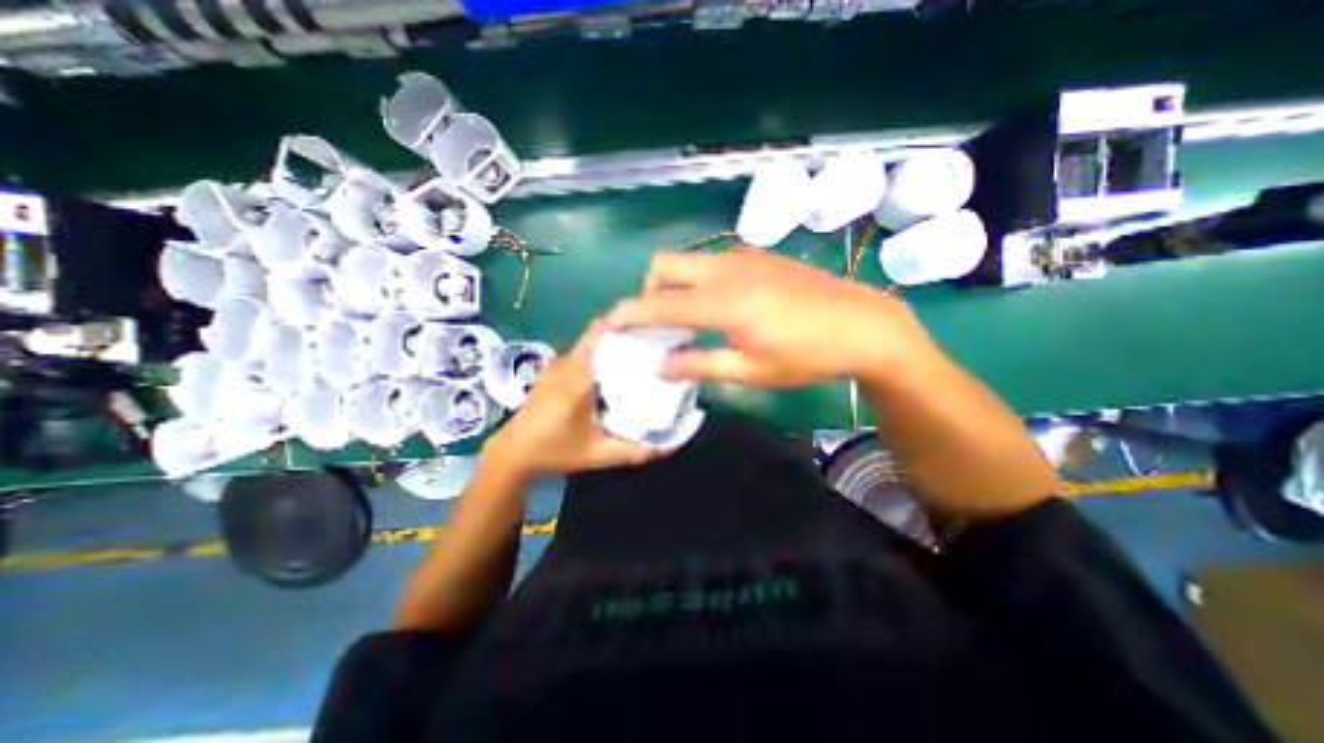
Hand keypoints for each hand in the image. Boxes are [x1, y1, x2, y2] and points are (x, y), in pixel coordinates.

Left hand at [483, 319, 660, 475]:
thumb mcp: (600, 454)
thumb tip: (672, 444)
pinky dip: (600, 356)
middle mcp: (568, 362)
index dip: (629, 327)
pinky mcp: (553, 368)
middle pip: (601, 334)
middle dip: (626, 336)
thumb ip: (636, 450)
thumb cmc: (556, 451)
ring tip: (638, 359)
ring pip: (592, 344)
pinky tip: (613, 373)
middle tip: (654, 347)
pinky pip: (583, 353)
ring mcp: (558, 363)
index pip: (605, 335)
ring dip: (613, 347)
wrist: (514, 452)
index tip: (654, 331)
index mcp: (579, 376)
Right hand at [606, 249, 928, 387]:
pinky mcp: (759, 257)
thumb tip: (662, 365)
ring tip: (688, 316)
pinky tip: (720, 305)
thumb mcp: (751, 370)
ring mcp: (744, 258)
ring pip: (690, 261)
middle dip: (650, 290)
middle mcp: (725, 270)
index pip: (660, 303)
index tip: (609, 323)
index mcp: (722, 301)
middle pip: (666, 265)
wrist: (862, 325)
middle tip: (659, 322)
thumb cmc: (805, 355)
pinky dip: (700, 280)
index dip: (630, 313)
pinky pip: (714, 262)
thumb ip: (701, 364)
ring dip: (676, 284)